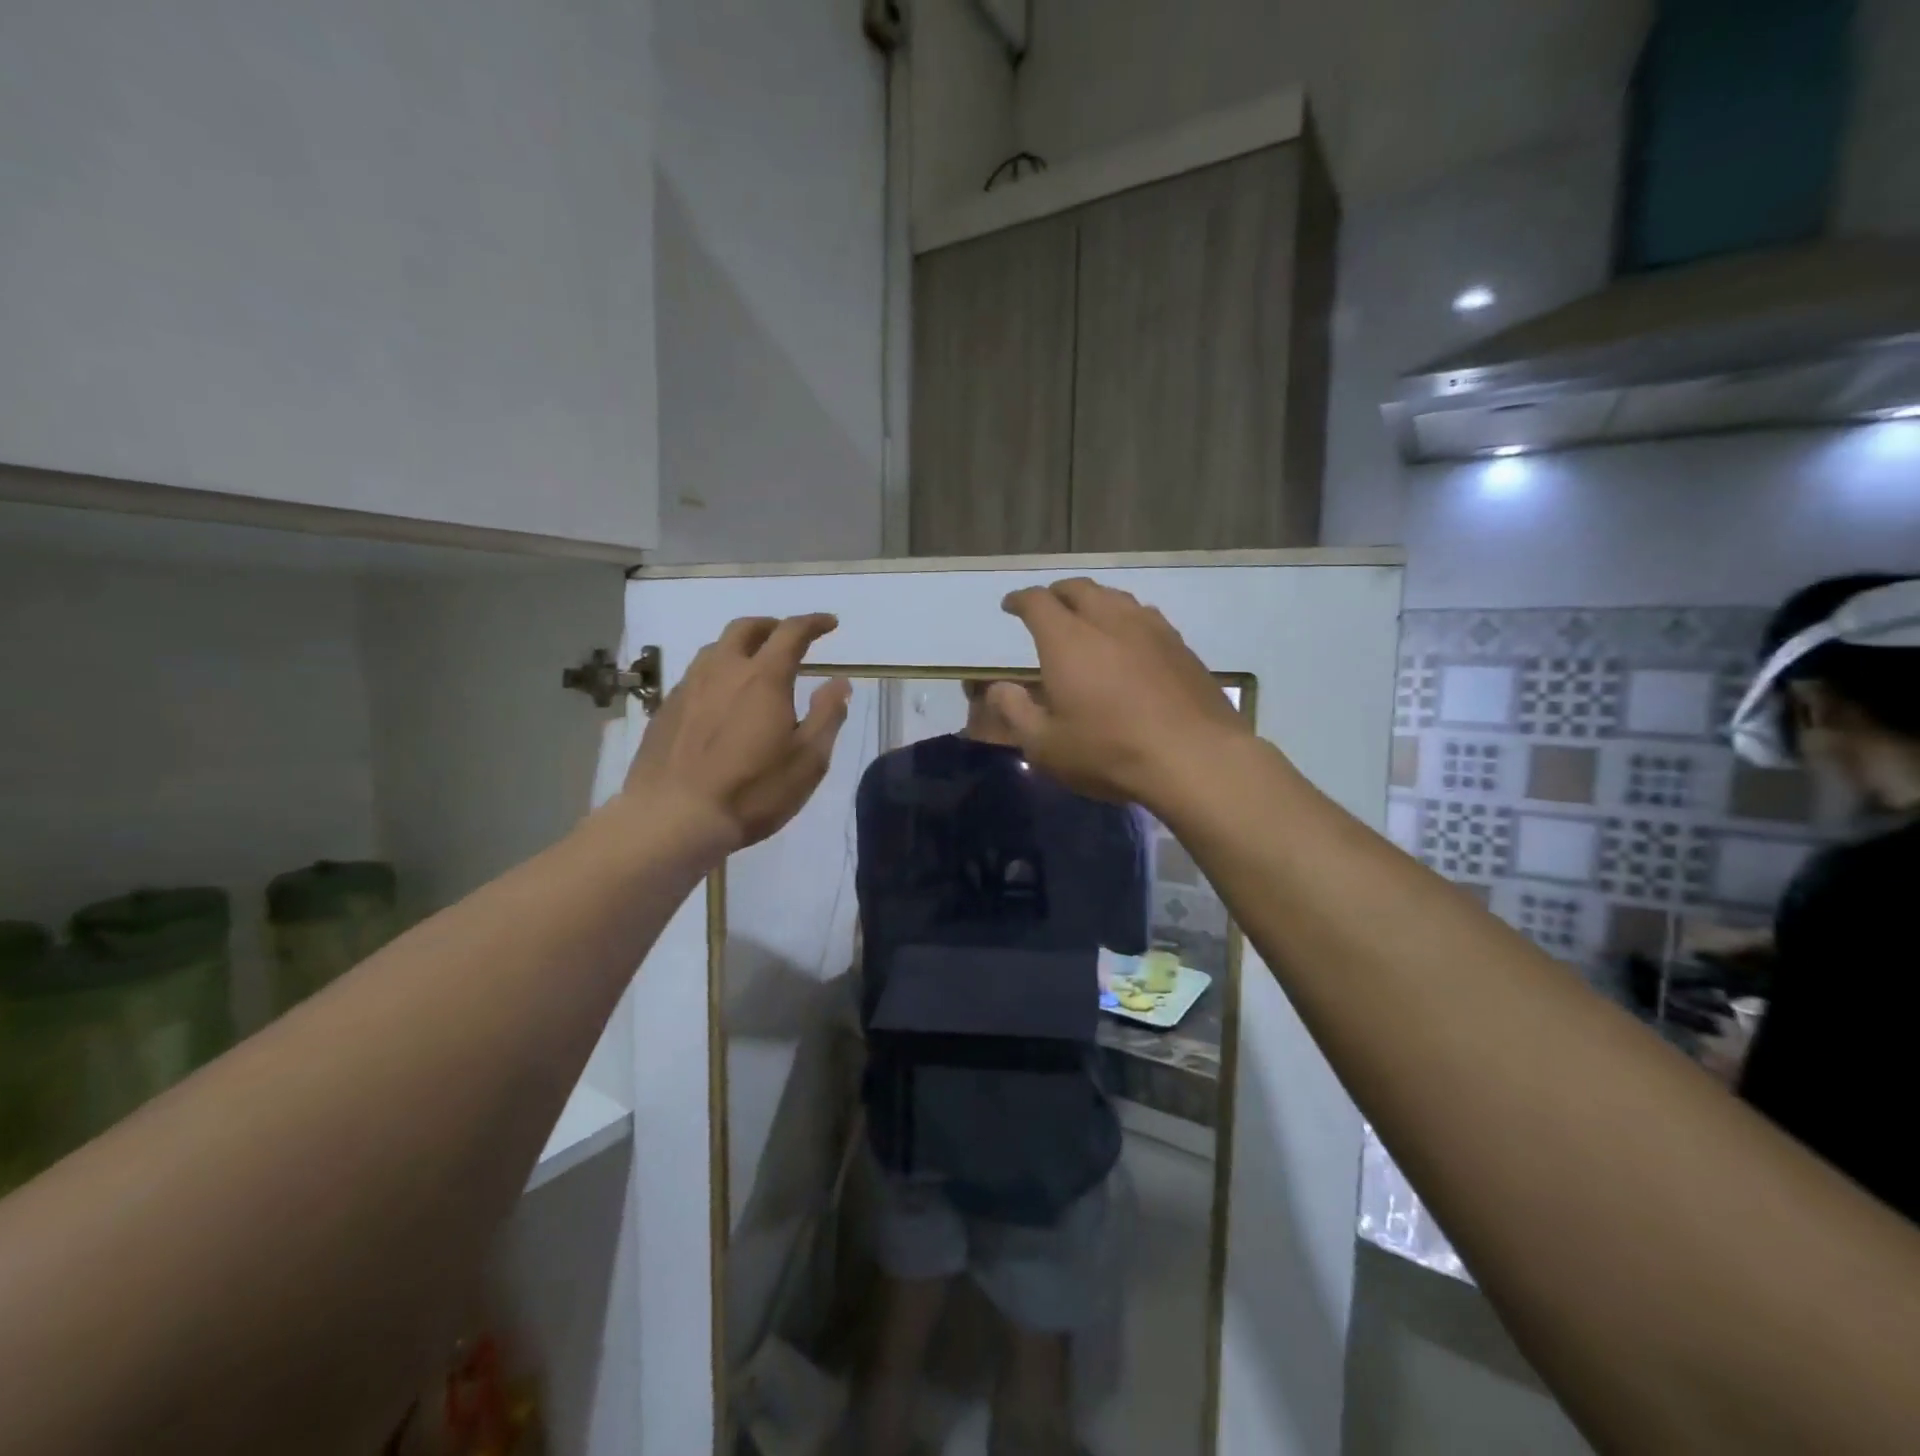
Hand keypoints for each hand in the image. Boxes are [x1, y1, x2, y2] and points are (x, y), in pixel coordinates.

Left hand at [623, 614, 850, 849]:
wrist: (672, 818)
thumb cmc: (752, 791)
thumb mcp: (808, 760)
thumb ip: (827, 715)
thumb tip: (839, 682)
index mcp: (763, 678)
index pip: (791, 632)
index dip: (813, 622)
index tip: (829, 623)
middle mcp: (723, 671)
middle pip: (746, 629)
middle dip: (771, 625)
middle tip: (787, 636)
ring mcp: (688, 688)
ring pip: (715, 649)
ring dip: (740, 646)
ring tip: (753, 664)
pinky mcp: (665, 710)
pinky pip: (695, 676)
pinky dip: (717, 673)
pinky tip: (720, 699)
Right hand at [991, 578, 1249, 804]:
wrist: (1195, 757)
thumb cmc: (1109, 752)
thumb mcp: (1046, 745)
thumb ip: (1016, 712)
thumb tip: (998, 688)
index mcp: (1068, 640)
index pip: (1037, 602)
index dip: (1019, 600)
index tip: (1010, 605)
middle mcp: (1108, 621)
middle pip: (1079, 589)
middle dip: (1057, 593)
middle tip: (1048, 607)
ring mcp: (1150, 629)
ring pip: (1116, 597)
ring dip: (1094, 601)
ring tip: (1088, 618)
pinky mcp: (1180, 646)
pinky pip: (1145, 616)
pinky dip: (1126, 618)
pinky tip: (1129, 640)